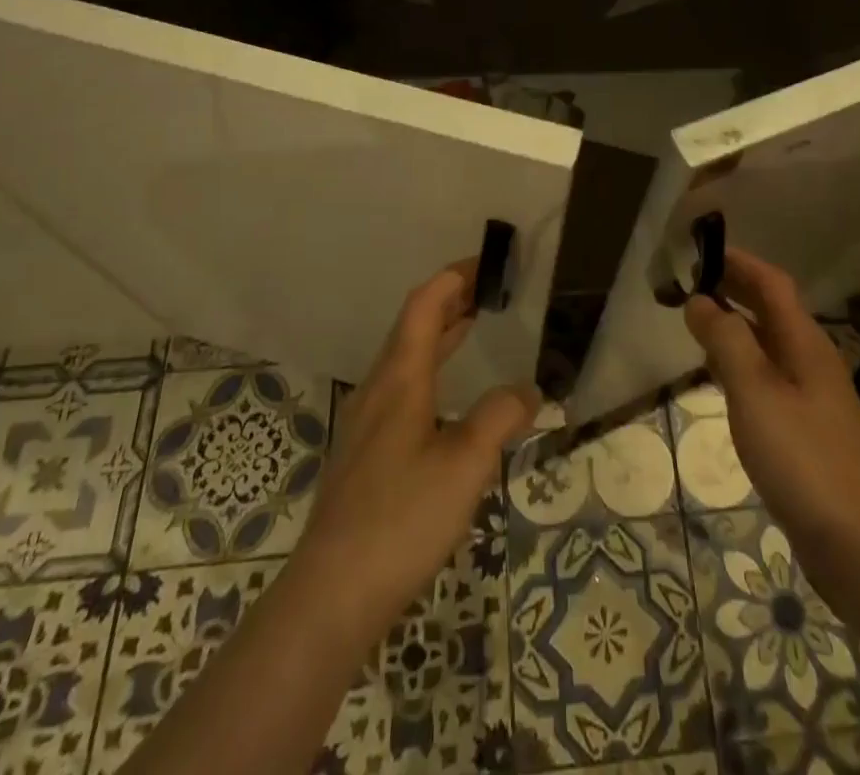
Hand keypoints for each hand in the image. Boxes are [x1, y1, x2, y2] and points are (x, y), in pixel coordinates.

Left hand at [292, 261, 539, 647]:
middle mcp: (379, 390)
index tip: (487, 264)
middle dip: (450, 301)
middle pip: (413, 327)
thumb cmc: (401, 518)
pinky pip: (403, 388)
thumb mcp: (465, 464)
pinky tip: (448, 397)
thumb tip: (528, 390)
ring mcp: (368, 423)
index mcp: (400, 379)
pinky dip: (431, 369)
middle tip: (489, 289)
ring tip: (473, 325)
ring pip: (406, 359)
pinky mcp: (367, 454)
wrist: (332, 594)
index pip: (424, 306)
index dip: (453, 278)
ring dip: (439, 334)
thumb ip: (500, 417)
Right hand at [684, 248, 859, 568]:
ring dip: (737, 326)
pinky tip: (724, 380)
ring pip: (770, 344)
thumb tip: (700, 300)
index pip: (772, 283)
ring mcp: (814, 397)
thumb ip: (726, 342)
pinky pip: (770, 377)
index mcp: (805, 343)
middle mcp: (813, 361)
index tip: (700, 251)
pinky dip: (743, 363)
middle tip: (691, 282)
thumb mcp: (755, 393)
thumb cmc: (803, 459)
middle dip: (736, 289)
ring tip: (698, 324)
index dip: (739, 262)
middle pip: (773, 310)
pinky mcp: (809, 430)